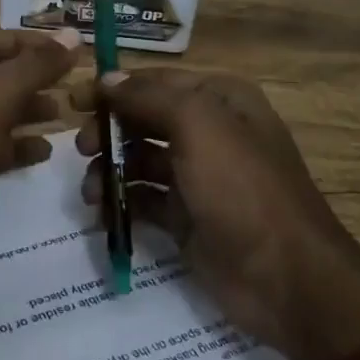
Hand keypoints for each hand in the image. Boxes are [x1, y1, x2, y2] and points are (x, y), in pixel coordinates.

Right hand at [72, 68, 359, 359]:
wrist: (286, 279)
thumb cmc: (242, 188)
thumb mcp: (199, 126)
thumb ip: (149, 97)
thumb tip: (108, 79)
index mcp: (220, 100)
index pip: (156, 82)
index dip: (114, 88)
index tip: (74, 101)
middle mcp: (209, 133)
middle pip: (144, 119)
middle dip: (109, 130)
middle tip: (81, 148)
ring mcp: (198, 178)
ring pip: (139, 160)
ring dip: (109, 168)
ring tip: (91, 192)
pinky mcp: (186, 218)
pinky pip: (144, 199)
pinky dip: (120, 202)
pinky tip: (102, 213)